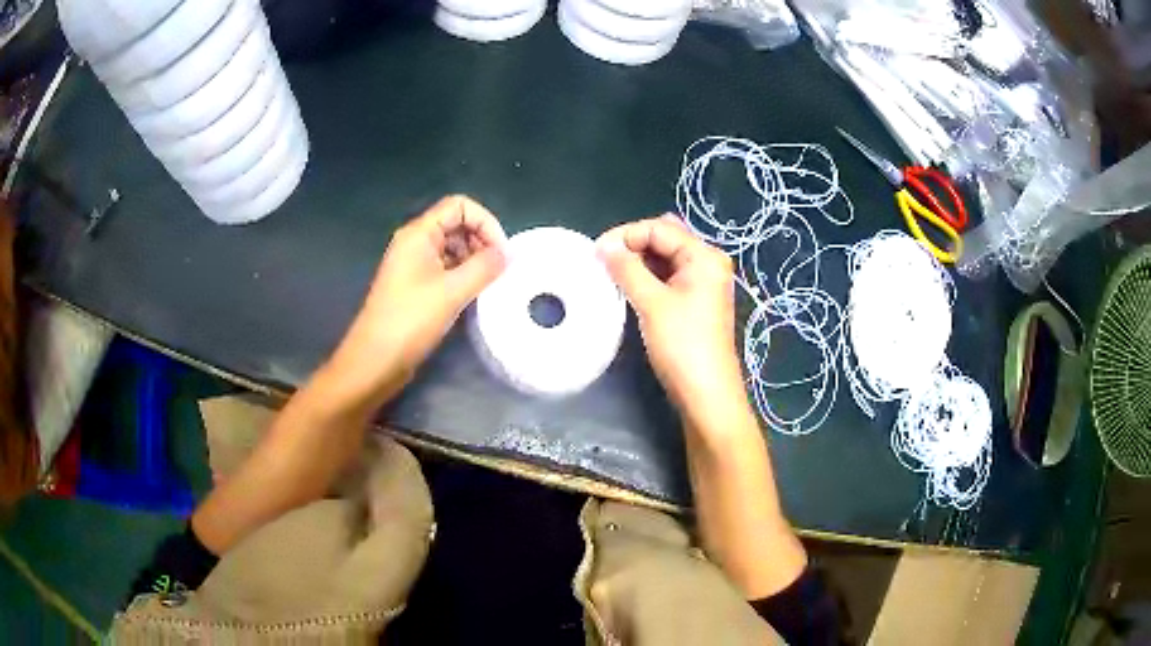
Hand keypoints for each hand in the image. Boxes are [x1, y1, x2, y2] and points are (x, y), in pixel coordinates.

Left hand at [330, 195, 506, 394]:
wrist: (375, 360)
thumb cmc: (410, 321)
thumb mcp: (452, 292)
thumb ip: (484, 267)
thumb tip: (508, 254)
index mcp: (419, 234)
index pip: (459, 206)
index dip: (485, 222)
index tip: (502, 253)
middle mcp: (416, 243)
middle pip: (457, 224)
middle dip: (482, 241)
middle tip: (499, 271)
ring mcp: (414, 265)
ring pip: (453, 248)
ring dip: (475, 260)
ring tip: (490, 285)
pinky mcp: (416, 286)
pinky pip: (446, 269)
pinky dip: (464, 276)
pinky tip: (475, 296)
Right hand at [597, 216, 742, 415]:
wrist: (706, 393)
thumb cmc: (682, 345)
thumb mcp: (652, 303)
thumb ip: (627, 269)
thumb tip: (604, 246)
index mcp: (704, 256)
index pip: (659, 228)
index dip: (626, 234)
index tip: (595, 252)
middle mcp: (707, 263)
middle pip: (665, 239)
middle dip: (632, 245)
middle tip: (603, 262)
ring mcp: (703, 283)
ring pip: (665, 259)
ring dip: (638, 262)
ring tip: (610, 274)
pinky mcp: (696, 302)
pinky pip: (668, 277)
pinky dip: (648, 278)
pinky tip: (628, 287)